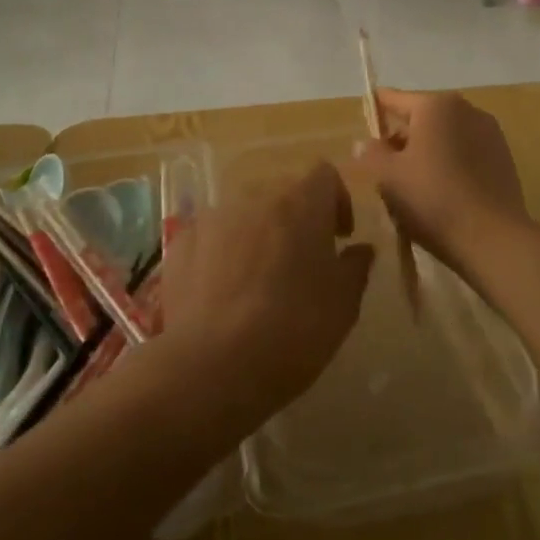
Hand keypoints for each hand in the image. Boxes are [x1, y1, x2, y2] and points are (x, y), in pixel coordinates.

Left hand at [158, 164, 372, 427]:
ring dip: (257, 235)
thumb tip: (359, 250)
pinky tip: (224, 294)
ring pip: (244, 215)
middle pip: (282, 194)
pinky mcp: (180, 243)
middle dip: (296, 220)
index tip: (340, 237)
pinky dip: (222, 254)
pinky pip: (211, 237)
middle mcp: (255, 196)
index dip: (337, 201)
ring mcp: (212, 217)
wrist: (212, 364)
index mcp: (301, 202)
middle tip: (302, 263)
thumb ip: (356, 267)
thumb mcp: (344, 304)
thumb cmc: (293, 328)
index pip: (325, 175)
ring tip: (259, 281)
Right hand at [353, 90, 529, 275]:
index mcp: (435, 105)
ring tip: (412, 184)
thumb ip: (371, 154)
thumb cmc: (432, 199)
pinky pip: (466, 152)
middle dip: (402, 137)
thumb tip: (364, 142)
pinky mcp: (504, 158)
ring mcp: (490, 132)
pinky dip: (450, 163)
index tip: (363, 125)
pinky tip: (442, 192)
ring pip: (445, 135)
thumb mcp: (388, 177)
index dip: (375, 111)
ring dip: (427, 151)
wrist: (492, 237)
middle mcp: (466, 109)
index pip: (394, 99)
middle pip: (422, 117)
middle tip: (384, 167)